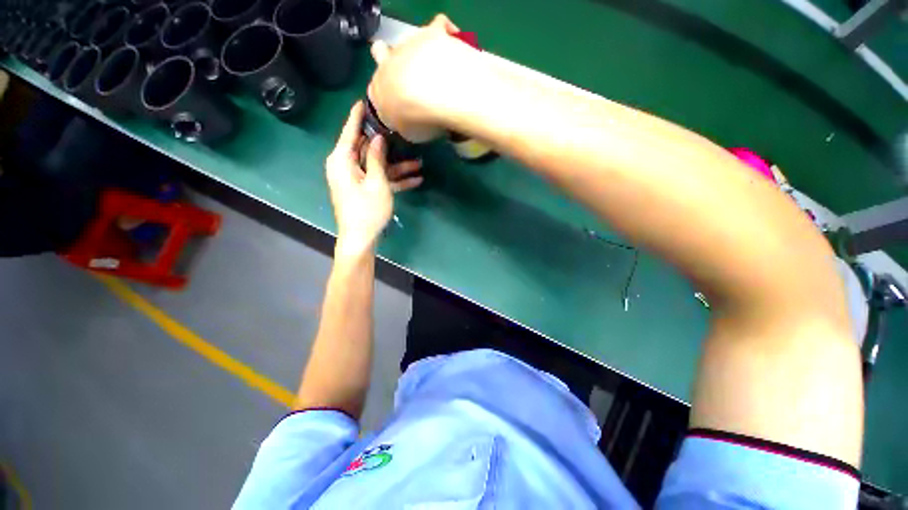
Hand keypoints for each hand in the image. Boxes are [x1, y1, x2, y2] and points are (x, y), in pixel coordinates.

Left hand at [326, 102, 422, 255]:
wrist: (360, 238)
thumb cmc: (367, 210)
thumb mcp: (376, 183)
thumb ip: (377, 158)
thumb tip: (378, 138)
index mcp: (342, 160)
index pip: (350, 132)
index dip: (358, 116)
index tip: (364, 100)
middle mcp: (346, 166)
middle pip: (366, 148)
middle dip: (386, 144)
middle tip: (401, 130)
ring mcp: (356, 179)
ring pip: (377, 166)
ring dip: (397, 166)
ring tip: (420, 163)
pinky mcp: (364, 189)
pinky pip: (379, 179)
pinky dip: (394, 180)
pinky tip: (416, 180)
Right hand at [368, 14, 477, 142]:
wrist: (432, 93)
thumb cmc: (415, 120)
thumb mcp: (408, 133)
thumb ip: (404, 123)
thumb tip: (409, 121)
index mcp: (379, 90)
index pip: (375, 90)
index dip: (386, 98)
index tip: (399, 107)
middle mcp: (388, 63)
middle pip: (380, 54)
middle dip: (389, 62)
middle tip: (407, 80)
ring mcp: (409, 45)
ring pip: (407, 42)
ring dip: (418, 55)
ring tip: (437, 71)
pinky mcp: (431, 33)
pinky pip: (438, 25)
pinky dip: (443, 34)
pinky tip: (450, 46)